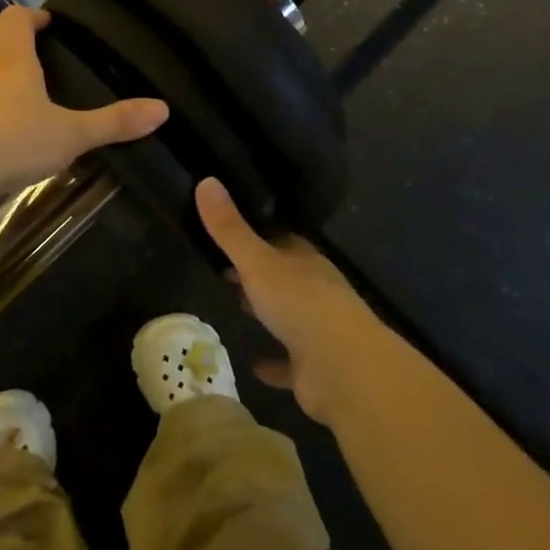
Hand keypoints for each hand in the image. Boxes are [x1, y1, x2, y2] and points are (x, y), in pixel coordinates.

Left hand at [0, 7, 168, 198]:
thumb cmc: (14, 144)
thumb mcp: (72, 135)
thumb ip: (115, 122)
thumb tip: (162, 109)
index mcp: (12, 60)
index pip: (15, 17)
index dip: (31, 16)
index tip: (47, 25)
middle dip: (11, 36)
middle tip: (34, 51)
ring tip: (14, 93)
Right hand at [195, 177, 387, 423]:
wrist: (343, 369)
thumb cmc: (300, 303)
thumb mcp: (257, 261)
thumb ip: (230, 229)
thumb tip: (206, 180)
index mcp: (307, 263)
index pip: (284, 242)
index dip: (259, 238)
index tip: (232, 236)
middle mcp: (317, 292)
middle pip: (286, 277)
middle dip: (261, 274)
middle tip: (228, 271)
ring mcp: (319, 331)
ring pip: (291, 316)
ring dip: (269, 312)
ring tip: (238, 307)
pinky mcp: (314, 368)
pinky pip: (290, 362)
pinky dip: (275, 363)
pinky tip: (255, 365)